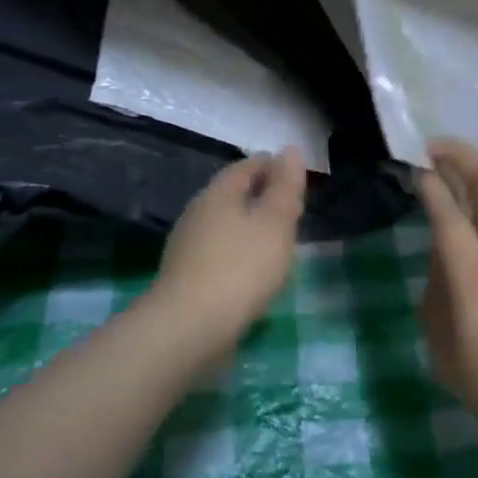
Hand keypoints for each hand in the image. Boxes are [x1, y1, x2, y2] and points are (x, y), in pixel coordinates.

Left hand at [155, 149, 307, 353]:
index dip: (271, 165)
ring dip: (247, 225)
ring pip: (223, 224)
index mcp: (218, 194)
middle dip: (258, 195)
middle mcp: (197, 213)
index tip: (293, 173)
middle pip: (231, 194)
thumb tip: (290, 149)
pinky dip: (237, 251)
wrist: (190, 328)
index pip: (246, 167)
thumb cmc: (241, 267)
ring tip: (274, 237)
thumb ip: (286, 187)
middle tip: (288, 204)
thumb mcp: (276, 223)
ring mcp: (187, 246)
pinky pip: (217, 252)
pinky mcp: (185, 277)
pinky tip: (251, 269)